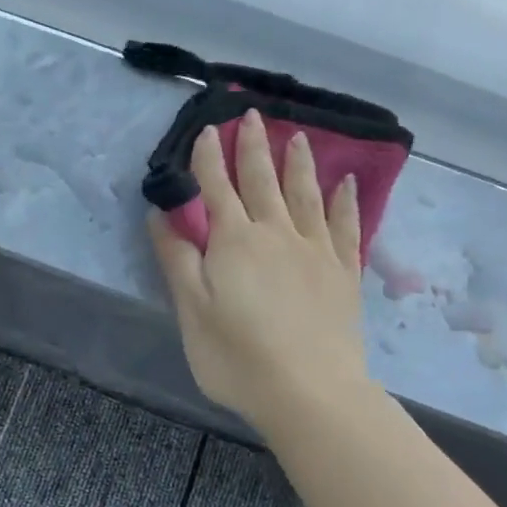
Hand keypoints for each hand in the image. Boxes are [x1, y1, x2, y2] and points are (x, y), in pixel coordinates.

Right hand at [148, 112, 374, 434]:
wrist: (309, 392)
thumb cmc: (237, 356)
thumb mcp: (192, 310)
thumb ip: (176, 259)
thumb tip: (161, 215)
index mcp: (234, 242)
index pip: (217, 189)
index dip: (210, 159)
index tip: (208, 131)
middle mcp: (276, 234)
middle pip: (262, 181)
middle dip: (254, 147)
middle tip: (252, 114)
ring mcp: (315, 251)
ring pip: (305, 195)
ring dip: (298, 163)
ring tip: (297, 136)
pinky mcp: (342, 273)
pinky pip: (345, 226)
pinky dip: (344, 201)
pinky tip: (345, 183)